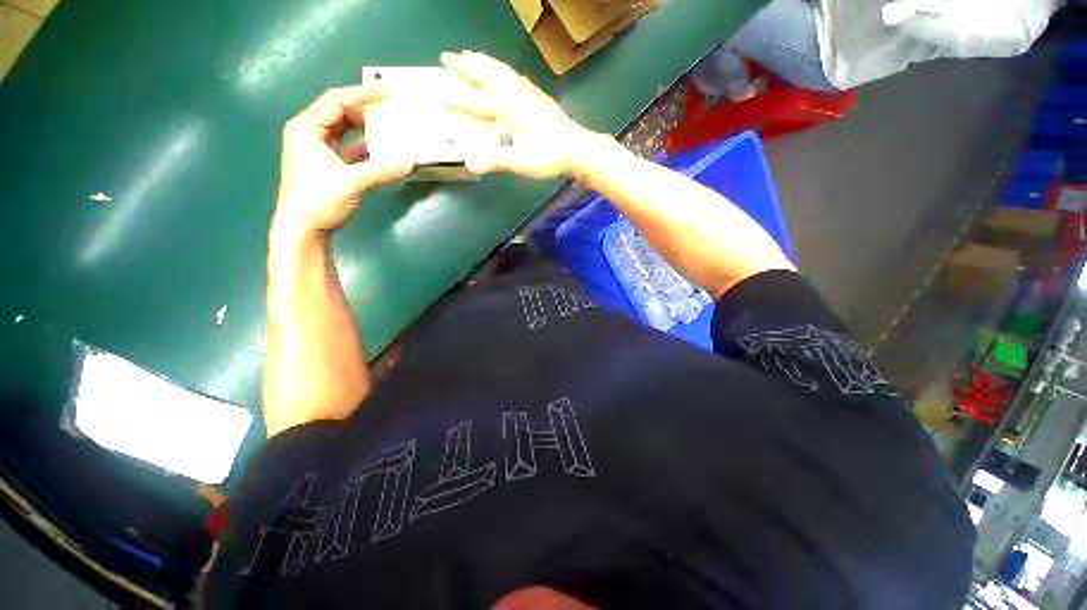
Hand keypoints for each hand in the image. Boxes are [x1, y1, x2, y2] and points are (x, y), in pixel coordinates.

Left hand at [274, 85, 413, 239]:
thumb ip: (380, 170)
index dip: (361, 94)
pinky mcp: (329, 165)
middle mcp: (311, 133)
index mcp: (307, 128)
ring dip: (367, 129)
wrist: (303, 227)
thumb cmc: (318, 199)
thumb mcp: (351, 182)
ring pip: (346, 130)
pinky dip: (367, 148)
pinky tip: (383, 150)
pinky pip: (350, 148)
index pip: (335, 101)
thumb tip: (409, 162)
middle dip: (366, 110)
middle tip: (391, 110)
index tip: (386, 93)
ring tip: (390, 127)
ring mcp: (319, 149)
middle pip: (340, 113)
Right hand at [438, 50, 596, 178]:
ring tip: (469, 55)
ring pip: (500, 70)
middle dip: (464, 66)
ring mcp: (528, 91)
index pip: (475, 100)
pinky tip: (502, 72)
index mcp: (508, 108)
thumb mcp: (521, 162)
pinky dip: (500, 69)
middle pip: (485, 74)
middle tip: (446, 57)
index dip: (455, 95)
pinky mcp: (537, 95)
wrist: (576, 148)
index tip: (436, 87)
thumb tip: (470, 164)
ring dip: (482, 61)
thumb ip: (496, 161)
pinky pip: (513, 75)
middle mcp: (515, 93)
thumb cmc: (548, 157)